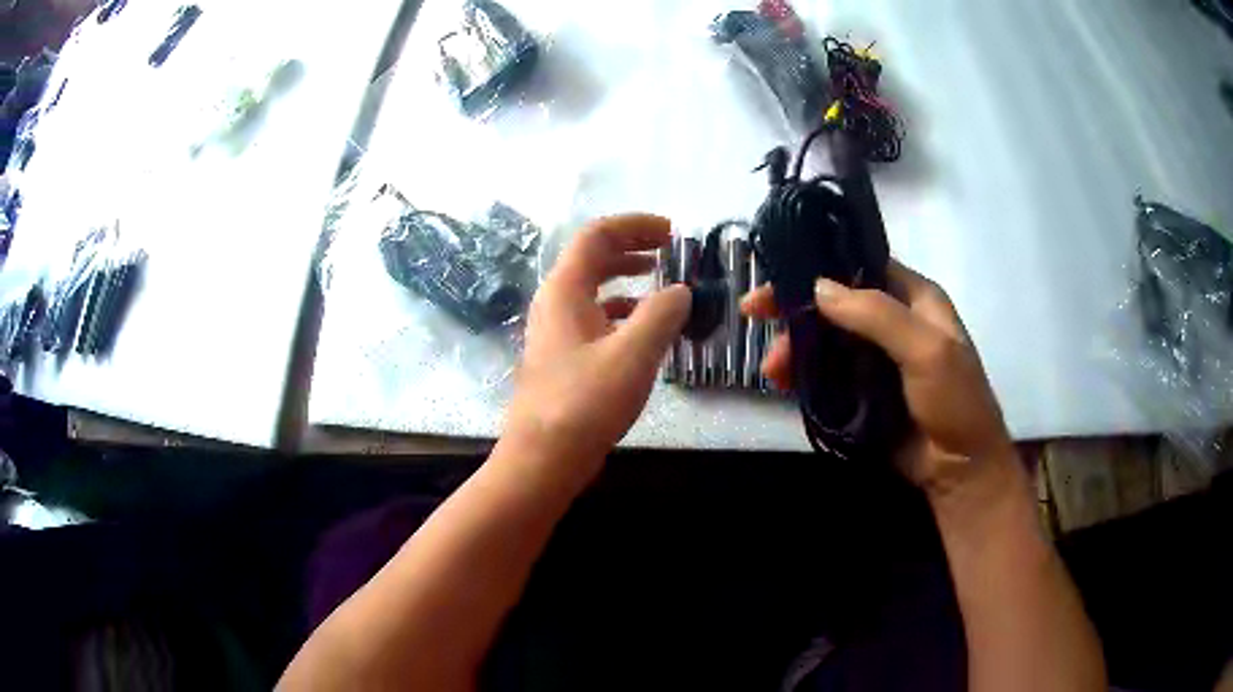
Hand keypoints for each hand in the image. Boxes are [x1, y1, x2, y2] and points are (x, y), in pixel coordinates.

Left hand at [502, 214, 689, 477]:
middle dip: (632, 247)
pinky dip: (622, 311)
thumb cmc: (584, 402)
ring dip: (627, 278)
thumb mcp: (633, 354)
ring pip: (594, 288)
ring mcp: (557, 330)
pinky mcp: (563, 356)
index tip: (671, 232)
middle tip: (670, 250)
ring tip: (662, 282)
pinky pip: (594, 317)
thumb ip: (662, 314)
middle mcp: (556, 302)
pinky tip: (644, 327)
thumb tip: (680, 291)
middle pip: (593, 257)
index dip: (634, 225)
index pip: (597, 235)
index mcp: (565, 290)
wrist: (543, 458)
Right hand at [741, 261, 1016, 497]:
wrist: (959, 470)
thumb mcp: (927, 351)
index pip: (861, 264)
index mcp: (914, 298)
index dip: (819, 264)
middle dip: (796, 310)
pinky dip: (802, 375)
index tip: (777, 273)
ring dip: (794, 348)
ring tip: (771, 370)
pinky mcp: (862, 392)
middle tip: (753, 315)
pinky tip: (781, 383)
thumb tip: (817, 287)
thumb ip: (877, 315)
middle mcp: (893, 320)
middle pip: (835, 302)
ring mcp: (876, 358)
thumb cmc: (955, 403)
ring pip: (825, 339)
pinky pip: (826, 373)